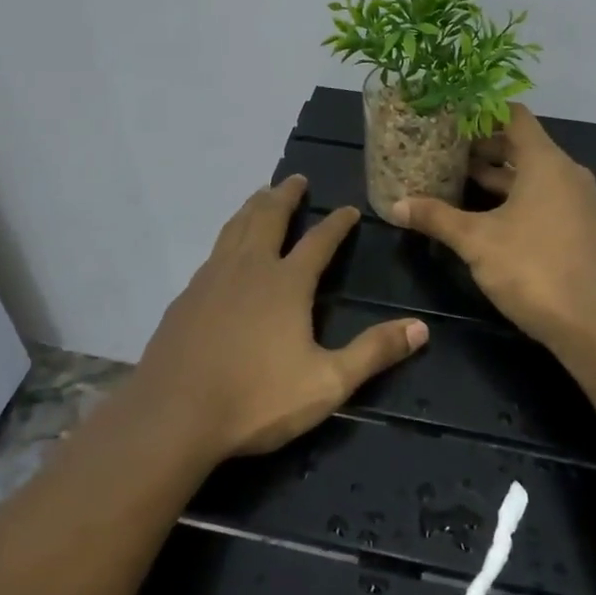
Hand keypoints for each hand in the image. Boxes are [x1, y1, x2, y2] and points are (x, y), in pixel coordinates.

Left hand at [128, 174, 428, 459]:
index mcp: (286, 283)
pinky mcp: (187, 296)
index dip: (337, 223)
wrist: (173, 415)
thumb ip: (374, 352)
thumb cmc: (256, 399)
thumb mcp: (327, 383)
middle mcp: (250, 268)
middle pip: (269, 217)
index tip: (349, 208)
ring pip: (236, 227)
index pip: (319, 241)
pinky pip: (214, 251)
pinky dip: (228, 234)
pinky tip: (226, 249)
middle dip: (286, 196)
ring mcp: (212, 278)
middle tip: (296, 179)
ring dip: (253, 206)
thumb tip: (421, 327)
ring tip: (261, 195)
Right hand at [388, 104, 595, 350]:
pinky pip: (549, 198)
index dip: (483, 113)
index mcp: (546, 162)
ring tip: (461, 182)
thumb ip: (436, 217)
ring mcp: (581, 202)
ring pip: (536, 176)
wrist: (589, 324)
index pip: (515, 117)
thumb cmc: (530, 268)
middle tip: (447, 153)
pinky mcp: (585, 229)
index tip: (453, 118)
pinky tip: (491, 217)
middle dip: (485, 149)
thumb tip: (396, 206)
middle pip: (524, 146)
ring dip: (501, 177)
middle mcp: (568, 173)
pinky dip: (521, 198)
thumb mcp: (475, 240)